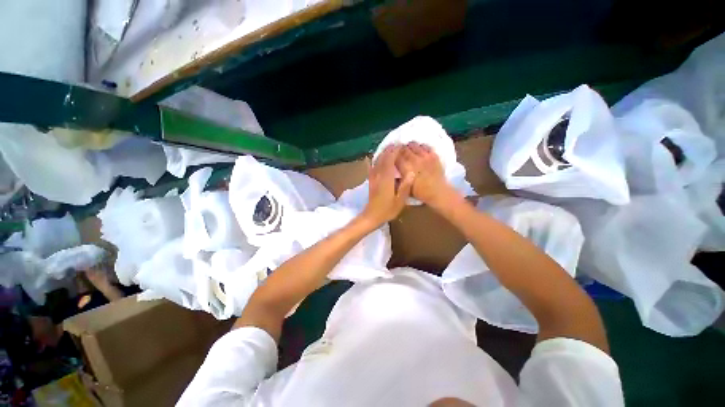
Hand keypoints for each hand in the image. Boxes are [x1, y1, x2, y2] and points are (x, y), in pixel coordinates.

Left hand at [362, 144, 414, 225]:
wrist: (372, 216)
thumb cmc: (388, 210)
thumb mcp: (400, 201)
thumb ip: (405, 186)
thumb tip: (411, 172)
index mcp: (386, 179)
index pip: (390, 161)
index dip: (395, 152)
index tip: (401, 145)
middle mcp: (378, 175)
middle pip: (383, 158)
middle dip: (389, 150)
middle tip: (397, 144)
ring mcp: (373, 178)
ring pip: (377, 161)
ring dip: (383, 153)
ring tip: (389, 148)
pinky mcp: (371, 181)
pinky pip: (372, 167)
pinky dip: (375, 160)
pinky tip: (376, 158)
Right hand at [396, 142, 458, 207]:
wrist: (437, 191)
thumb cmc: (419, 192)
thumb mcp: (404, 188)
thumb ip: (398, 179)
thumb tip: (392, 173)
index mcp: (405, 168)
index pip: (395, 156)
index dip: (392, 155)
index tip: (391, 156)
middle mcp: (414, 159)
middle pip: (403, 148)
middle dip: (400, 150)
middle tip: (399, 153)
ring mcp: (424, 156)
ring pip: (413, 145)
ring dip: (410, 147)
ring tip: (409, 151)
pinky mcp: (433, 155)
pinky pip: (425, 146)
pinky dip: (420, 147)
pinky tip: (420, 151)